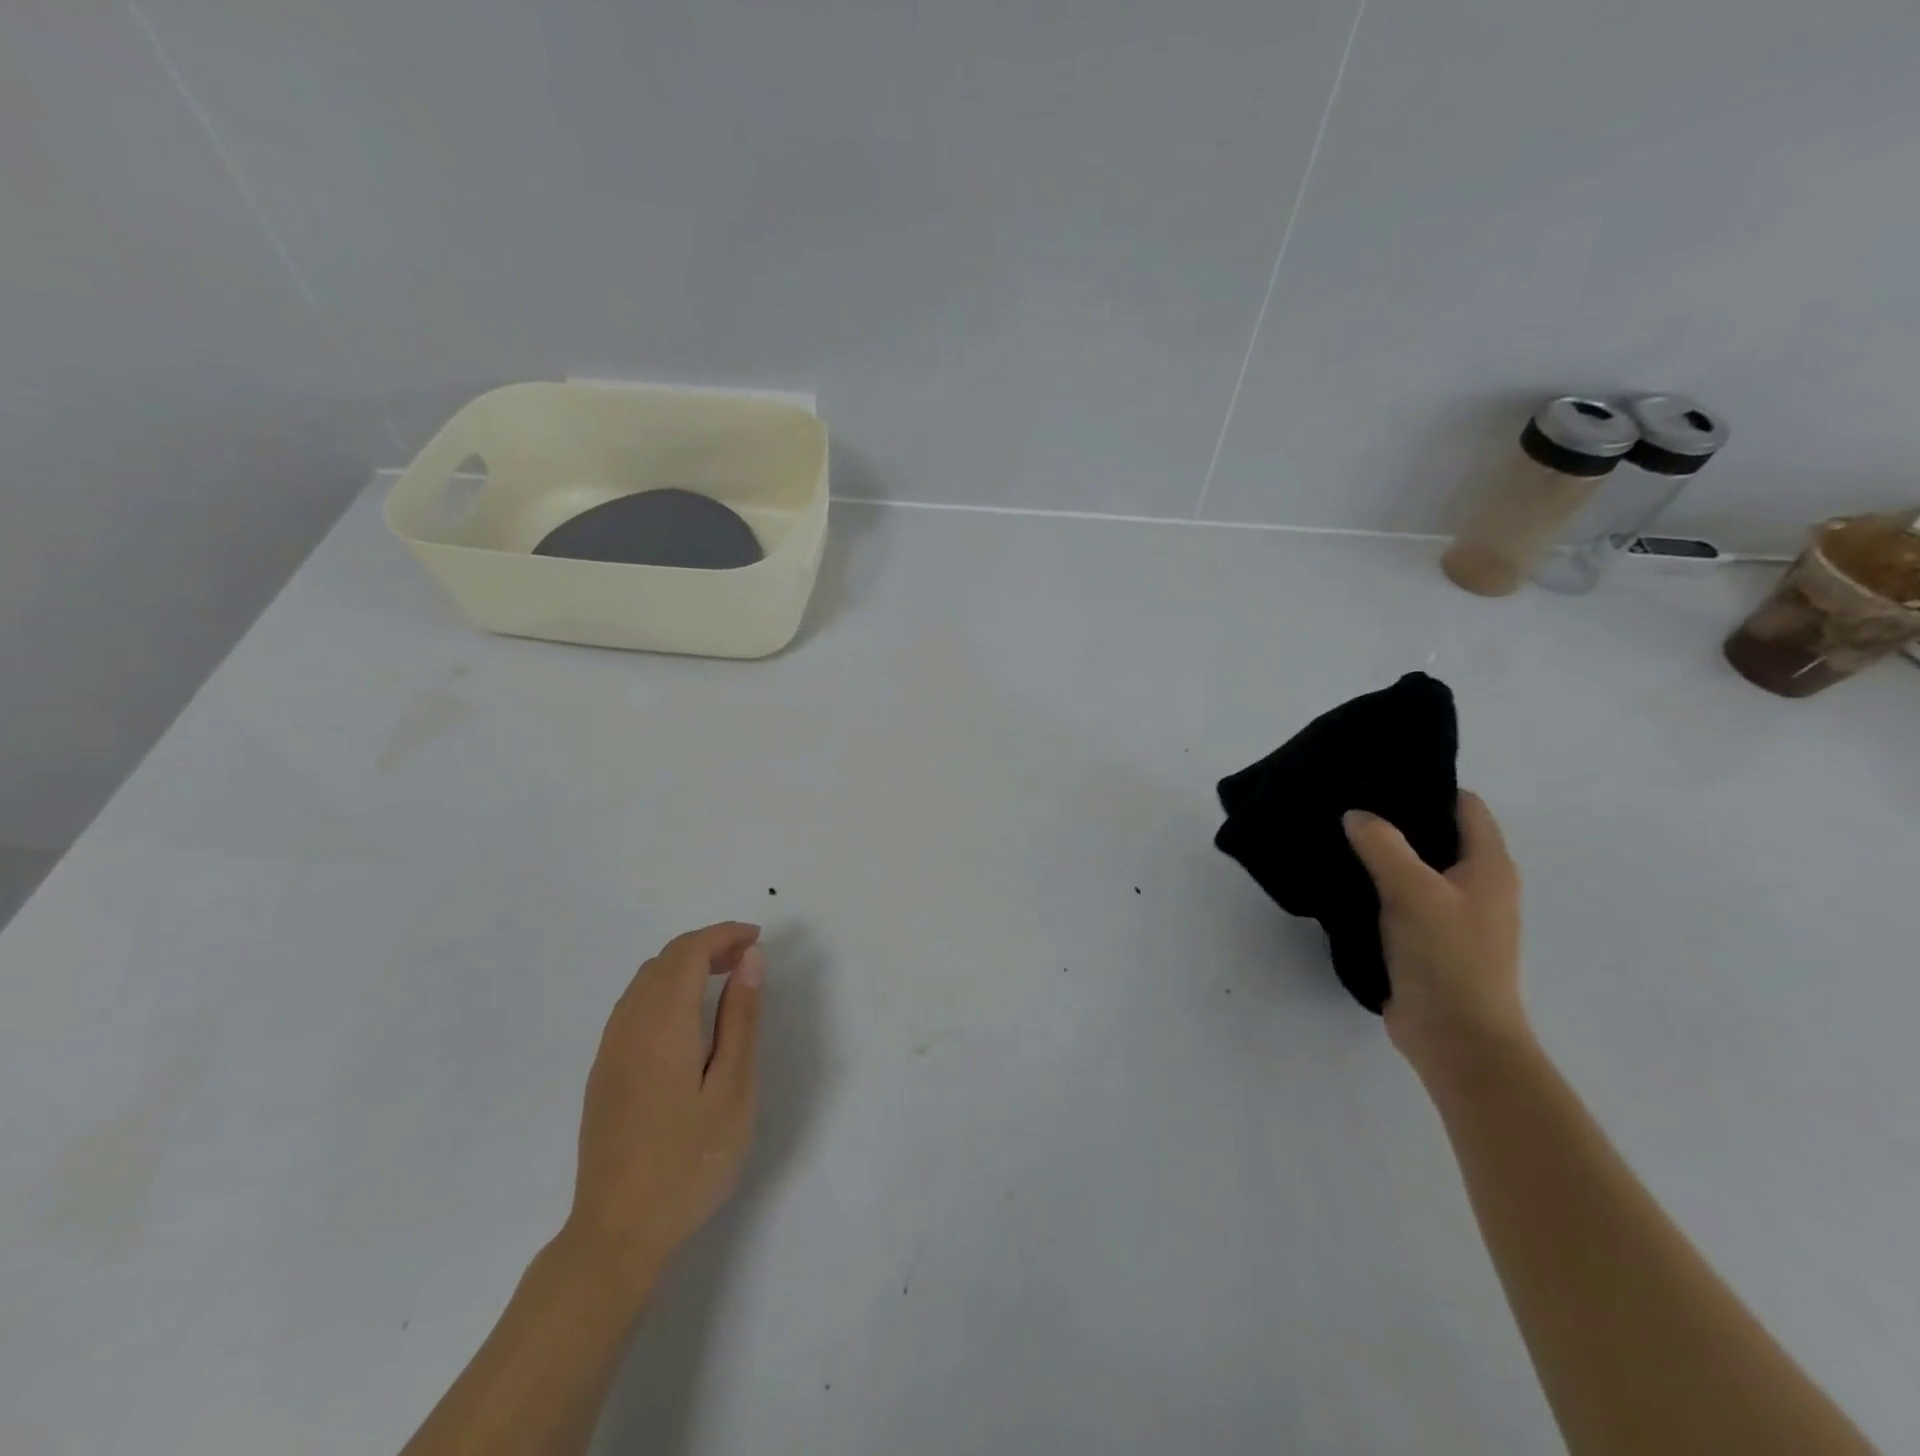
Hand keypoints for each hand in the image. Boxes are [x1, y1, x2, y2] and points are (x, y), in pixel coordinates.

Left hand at [562, 922, 764, 1292]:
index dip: (724, 935)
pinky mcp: (603, 1072)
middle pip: (665, 959)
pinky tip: (688, 1017)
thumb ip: (741, 1018)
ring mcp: (609, 1050)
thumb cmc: (689, 1161)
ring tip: (724, 980)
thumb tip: (750, 959)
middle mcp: (628, 1026)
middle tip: (748, 959)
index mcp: (662, 1025)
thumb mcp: (733, 1088)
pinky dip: (665, 988)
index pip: (688, 952)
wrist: (617, 1232)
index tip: (758, 941)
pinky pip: (633, 1005)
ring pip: (645, 980)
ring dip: (685, 965)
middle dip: (708, 945)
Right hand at [1343, 792, 1528, 1071]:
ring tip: (1339, 836)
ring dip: (1384, 853)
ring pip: (1417, 867)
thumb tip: (1355, 815)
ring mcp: (1454, 915)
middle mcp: (1477, 885)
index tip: (1379, 776)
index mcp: (1489, 866)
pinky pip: (1402, 897)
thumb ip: (1382, 845)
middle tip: (1348, 802)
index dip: (1428, 786)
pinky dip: (1378, 884)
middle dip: (1398, 818)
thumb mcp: (1412, 891)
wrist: (1457, 1037)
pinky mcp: (1428, 939)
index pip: (1465, 806)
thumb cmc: (1447, 957)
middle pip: (1439, 834)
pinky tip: (1345, 880)